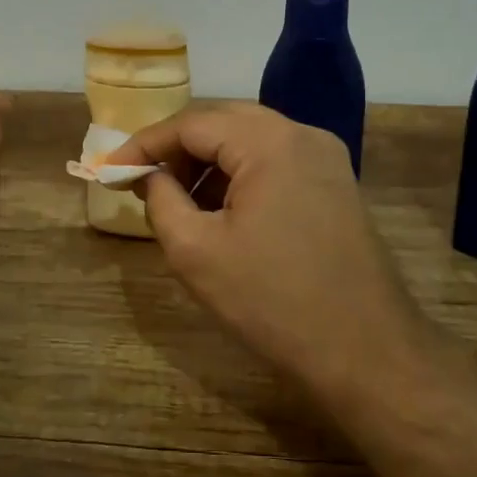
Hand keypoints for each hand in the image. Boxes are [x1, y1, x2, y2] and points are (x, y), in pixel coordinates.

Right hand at [107, 105, 417, 390]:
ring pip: (251, 141)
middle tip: (142, 182)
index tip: (108, 170)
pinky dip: (240, 176)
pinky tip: (220, 211)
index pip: (191, 123)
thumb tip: (149, 175)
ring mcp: (326, 159)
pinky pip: (276, 163)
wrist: (367, 353)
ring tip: (177, 202)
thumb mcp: (196, 252)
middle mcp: (302, 135)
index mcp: (269, 142)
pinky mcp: (336, 185)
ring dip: (209, 163)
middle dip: (177, 150)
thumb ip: (161, 199)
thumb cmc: (272, 302)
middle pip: (223, 122)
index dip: (144, 144)